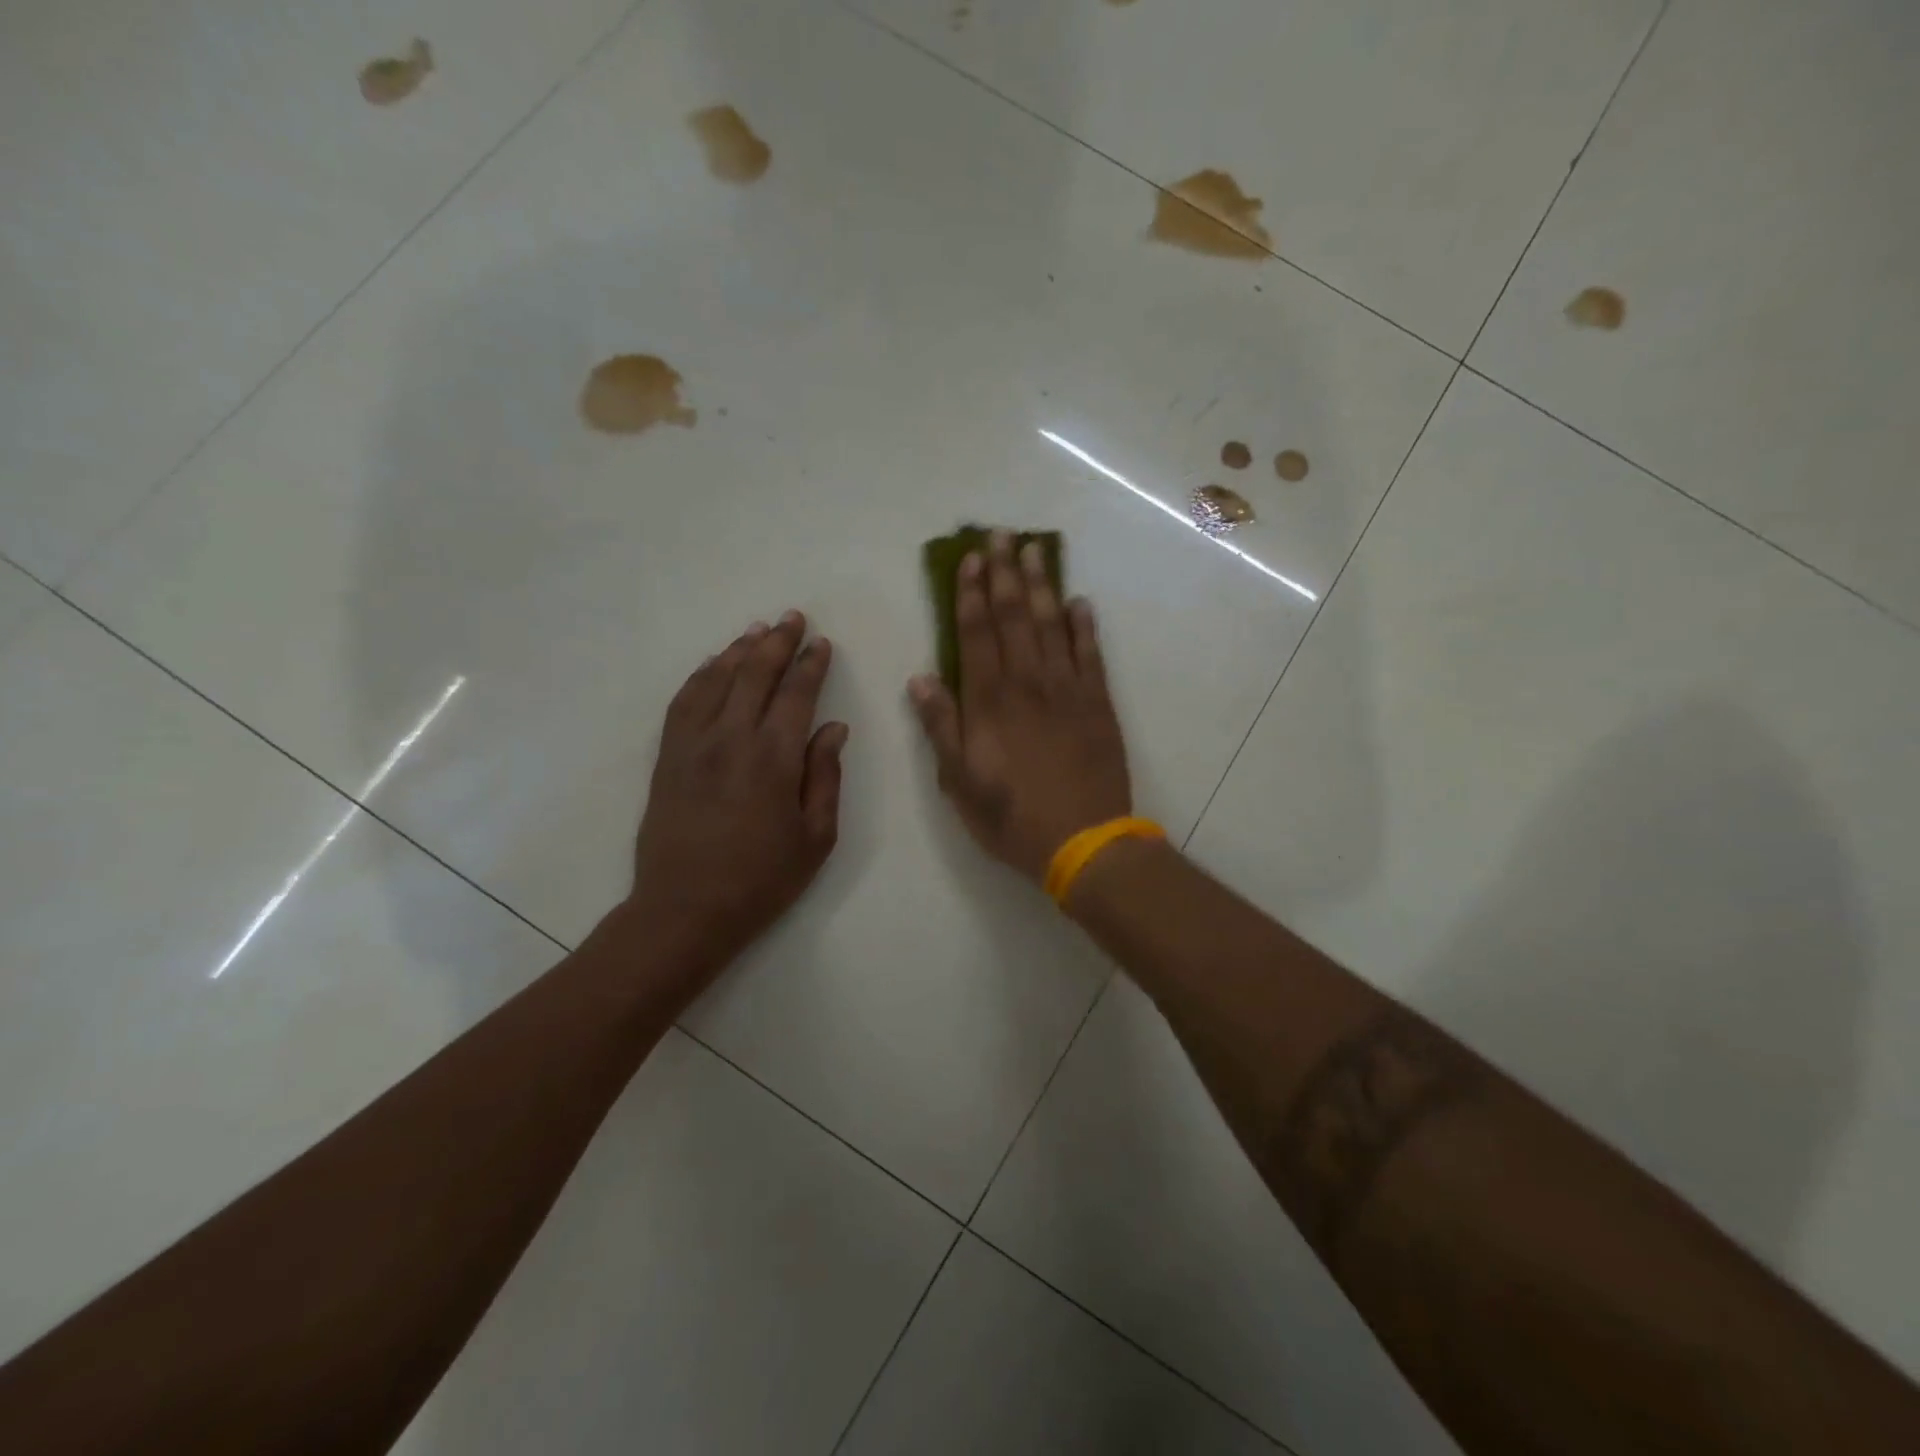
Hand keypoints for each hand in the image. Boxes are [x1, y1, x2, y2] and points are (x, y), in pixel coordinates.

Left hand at [629, 611, 846, 977]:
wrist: (685, 910)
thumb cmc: (761, 879)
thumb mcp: (815, 837)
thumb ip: (825, 777)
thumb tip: (833, 728)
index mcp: (773, 758)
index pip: (796, 694)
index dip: (811, 665)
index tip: (822, 643)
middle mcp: (731, 739)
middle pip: (755, 674)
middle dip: (777, 642)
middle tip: (793, 617)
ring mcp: (693, 745)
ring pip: (716, 680)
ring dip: (739, 650)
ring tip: (757, 630)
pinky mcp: (667, 757)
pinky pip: (683, 702)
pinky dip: (700, 676)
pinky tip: (713, 665)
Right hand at [909, 531, 1131, 883]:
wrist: (1084, 841)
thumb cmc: (1012, 817)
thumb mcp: (960, 781)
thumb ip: (941, 726)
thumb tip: (921, 678)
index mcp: (990, 700)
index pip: (976, 633)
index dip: (970, 593)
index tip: (969, 559)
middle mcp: (1028, 682)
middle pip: (1014, 616)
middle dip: (1005, 573)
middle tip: (1002, 535)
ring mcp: (1068, 689)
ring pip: (1052, 625)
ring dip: (1042, 585)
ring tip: (1036, 551)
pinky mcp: (1099, 703)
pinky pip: (1091, 654)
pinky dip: (1085, 626)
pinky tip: (1080, 602)